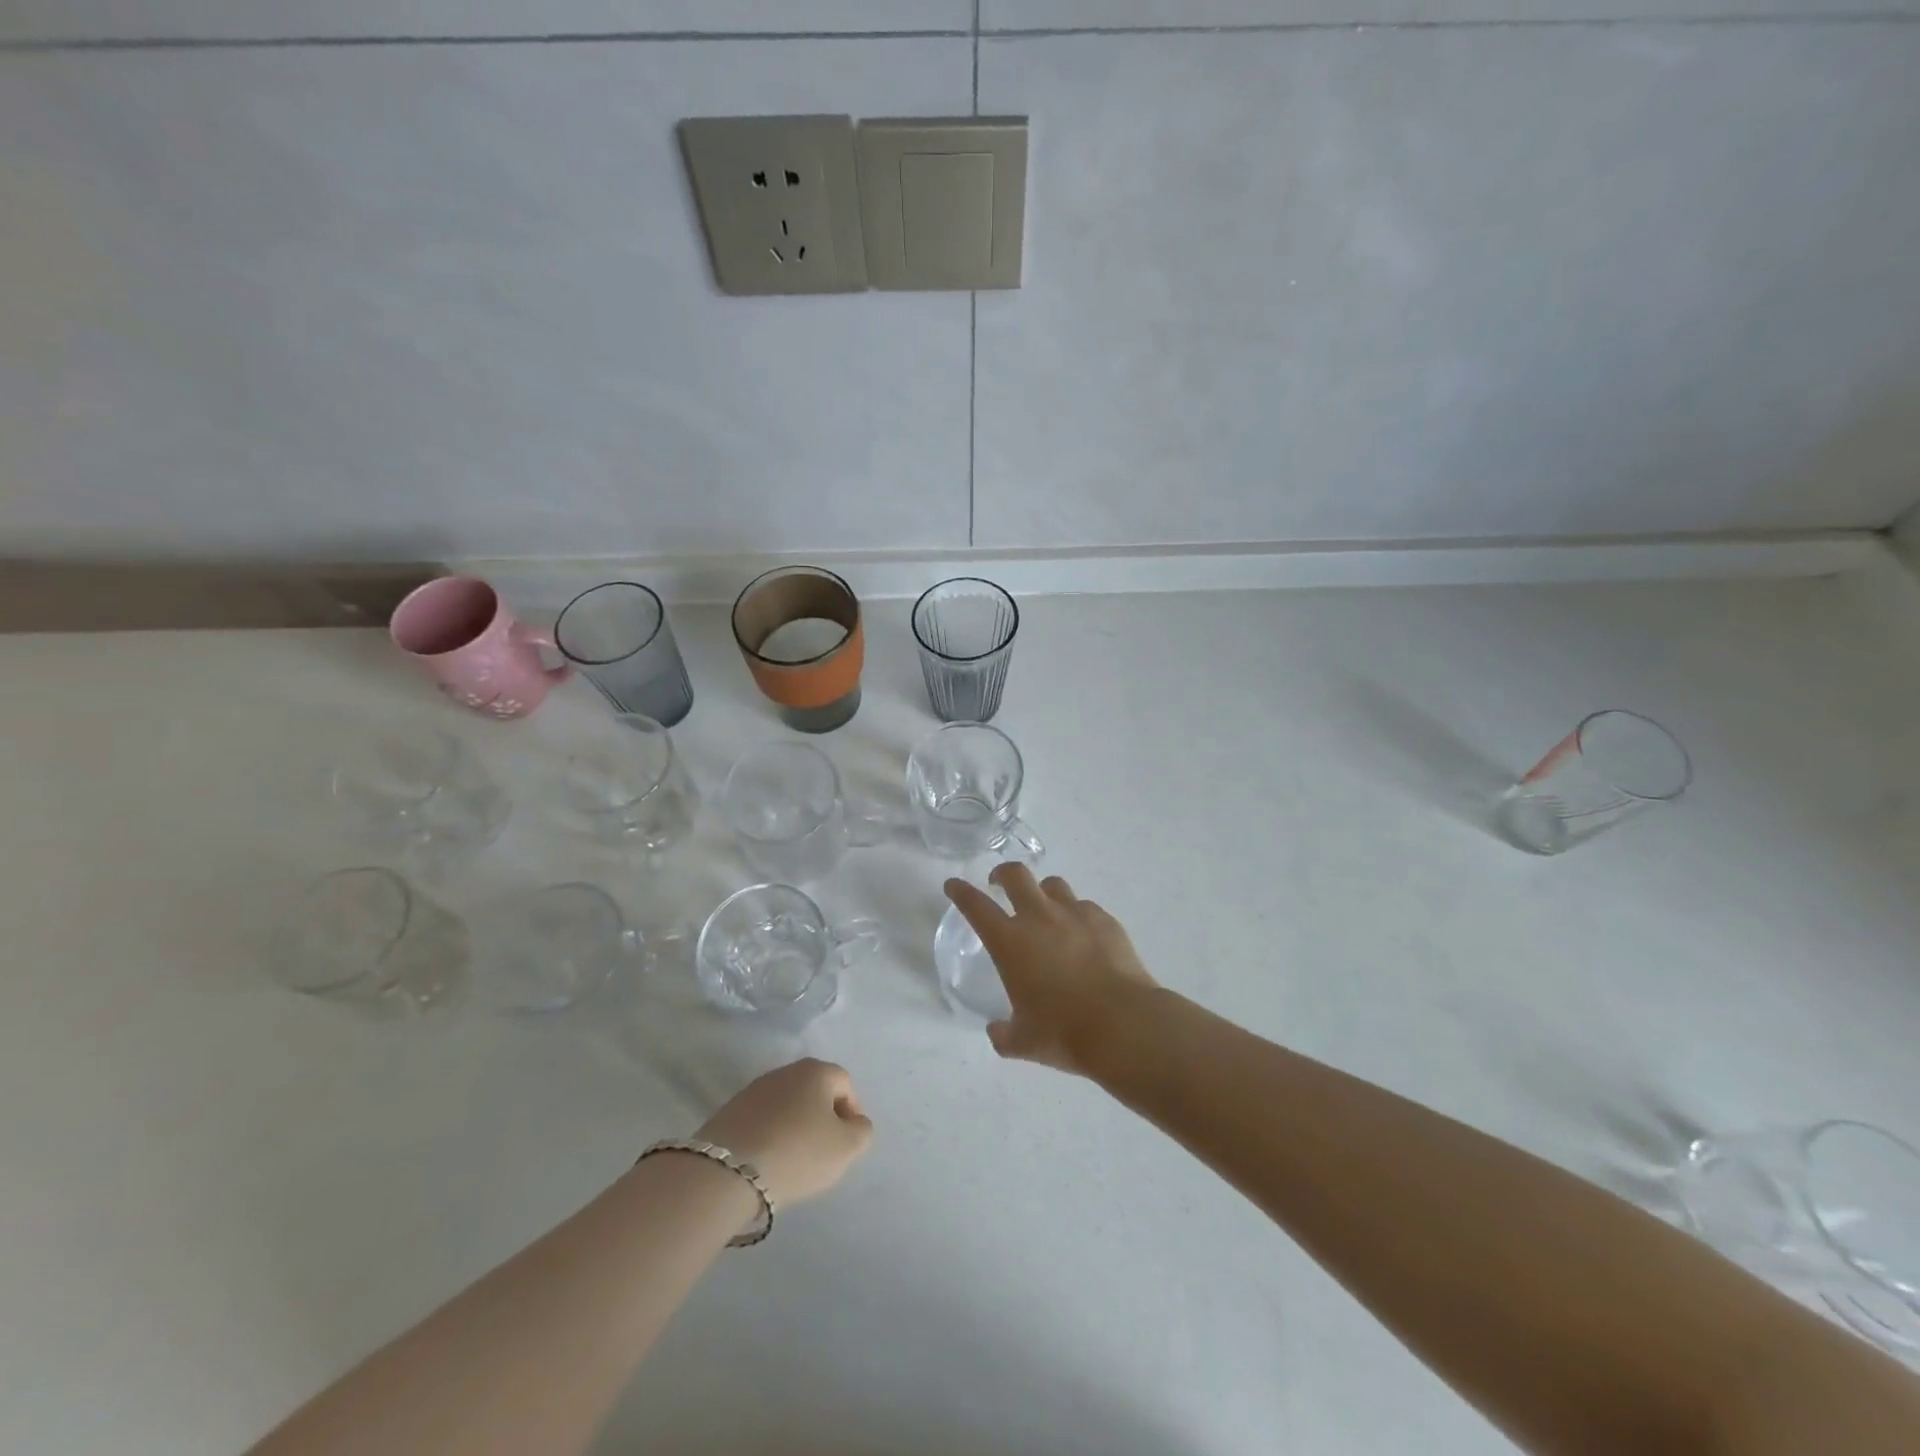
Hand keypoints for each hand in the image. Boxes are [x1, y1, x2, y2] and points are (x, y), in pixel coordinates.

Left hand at [696, 1058, 872, 1206]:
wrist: (727, 1171)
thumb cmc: (798, 1152)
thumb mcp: (846, 1148)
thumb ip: (861, 1131)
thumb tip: (854, 1122)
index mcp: (816, 1071)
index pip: (845, 1083)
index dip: (852, 1112)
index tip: (847, 1143)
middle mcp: (785, 1071)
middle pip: (814, 1091)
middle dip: (822, 1118)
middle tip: (823, 1152)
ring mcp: (753, 1089)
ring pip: (786, 1105)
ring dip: (795, 1126)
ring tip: (793, 1160)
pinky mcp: (729, 1111)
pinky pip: (761, 1120)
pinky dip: (770, 1135)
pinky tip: (768, 1161)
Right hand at [944, 864, 1158, 1075]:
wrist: (1124, 1024)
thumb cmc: (1064, 1032)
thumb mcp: (1024, 1042)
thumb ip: (1004, 1034)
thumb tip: (997, 1031)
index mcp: (1010, 942)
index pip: (976, 906)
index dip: (961, 892)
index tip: (954, 885)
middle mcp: (1040, 918)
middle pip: (1016, 875)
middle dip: (1003, 873)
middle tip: (999, 883)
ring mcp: (1076, 914)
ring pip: (1053, 885)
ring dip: (1042, 892)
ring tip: (1045, 909)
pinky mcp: (1105, 920)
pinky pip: (1085, 907)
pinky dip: (1076, 915)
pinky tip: (1082, 935)